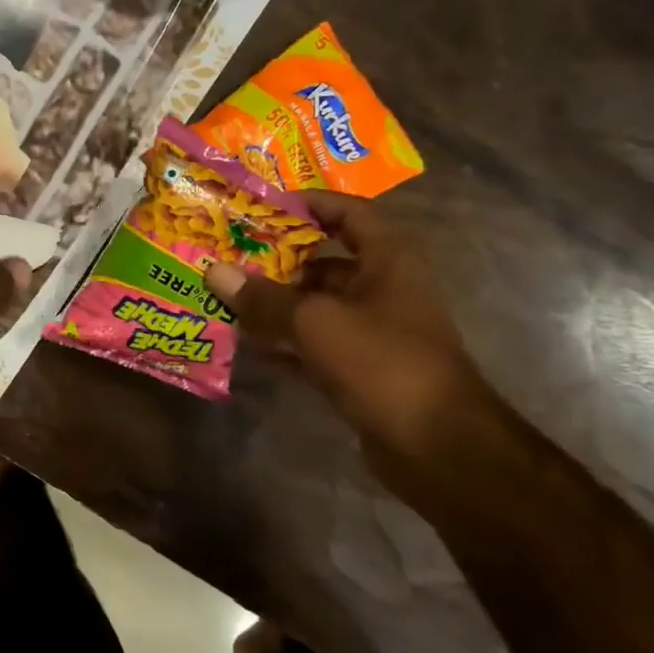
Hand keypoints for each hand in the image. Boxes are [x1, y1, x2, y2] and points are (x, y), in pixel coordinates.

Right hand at [204, 191, 497, 500]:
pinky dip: (283, 343)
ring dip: (274, 303)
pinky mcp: (361, 370)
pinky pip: (313, 345)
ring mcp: (373, 333)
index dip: (310, 204)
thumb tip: (214, 271)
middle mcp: (383, 290)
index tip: (262, 207)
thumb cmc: (383, 362)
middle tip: (227, 254)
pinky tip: (245, 344)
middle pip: (324, 261)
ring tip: (225, 296)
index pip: (350, 213)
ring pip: (315, 306)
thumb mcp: (315, 322)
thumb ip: (263, 297)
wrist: (439, 448)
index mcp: (387, 262)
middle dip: (276, 258)